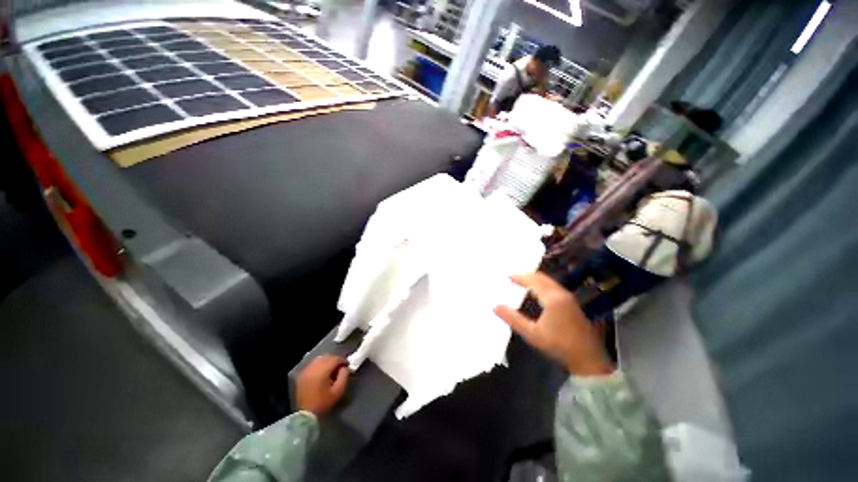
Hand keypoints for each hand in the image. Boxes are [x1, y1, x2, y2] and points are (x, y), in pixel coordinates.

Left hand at [296, 355, 350, 415]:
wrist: (305, 415)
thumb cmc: (323, 403)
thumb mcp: (338, 391)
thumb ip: (344, 376)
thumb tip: (345, 367)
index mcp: (322, 371)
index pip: (335, 358)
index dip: (343, 360)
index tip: (347, 366)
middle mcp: (313, 367)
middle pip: (327, 356)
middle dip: (335, 360)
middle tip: (340, 367)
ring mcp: (306, 370)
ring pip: (320, 358)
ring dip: (328, 361)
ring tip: (332, 369)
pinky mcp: (302, 374)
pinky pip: (313, 363)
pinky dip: (320, 364)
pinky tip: (323, 372)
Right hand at [495, 273, 612, 375]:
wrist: (588, 360)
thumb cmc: (559, 346)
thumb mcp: (532, 334)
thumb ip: (513, 319)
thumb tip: (495, 307)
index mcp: (552, 299)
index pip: (533, 281)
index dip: (520, 277)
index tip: (508, 277)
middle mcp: (562, 294)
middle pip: (542, 278)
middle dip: (527, 275)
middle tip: (514, 277)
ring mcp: (569, 298)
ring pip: (549, 281)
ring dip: (535, 279)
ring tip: (523, 282)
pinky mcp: (572, 304)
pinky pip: (554, 287)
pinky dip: (543, 284)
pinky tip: (537, 292)